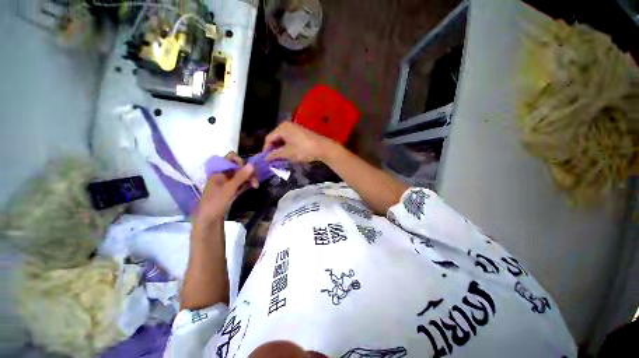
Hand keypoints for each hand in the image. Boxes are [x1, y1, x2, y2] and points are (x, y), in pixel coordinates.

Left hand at [196, 152, 256, 222]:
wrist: (209, 219)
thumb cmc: (215, 202)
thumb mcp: (229, 188)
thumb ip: (240, 176)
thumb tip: (252, 165)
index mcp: (219, 170)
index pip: (231, 158)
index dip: (240, 161)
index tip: (248, 169)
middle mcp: (224, 173)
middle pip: (239, 166)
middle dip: (248, 172)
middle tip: (255, 181)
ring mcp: (228, 181)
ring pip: (242, 175)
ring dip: (250, 178)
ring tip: (255, 186)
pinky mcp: (232, 188)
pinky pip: (242, 182)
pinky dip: (247, 183)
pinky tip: (253, 187)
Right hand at [264, 121, 336, 162]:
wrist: (322, 148)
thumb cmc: (303, 150)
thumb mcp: (287, 153)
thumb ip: (275, 155)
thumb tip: (265, 158)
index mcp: (282, 128)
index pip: (269, 138)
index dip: (266, 149)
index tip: (266, 160)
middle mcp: (287, 125)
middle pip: (275, 137)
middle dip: (273, 149)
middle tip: (272, 159)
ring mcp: (294, 128)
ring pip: (282, 139)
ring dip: (280, 148)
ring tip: (280, 158)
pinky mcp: (300, 132)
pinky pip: (289, 139)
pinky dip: (287, 146)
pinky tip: (288, 153)